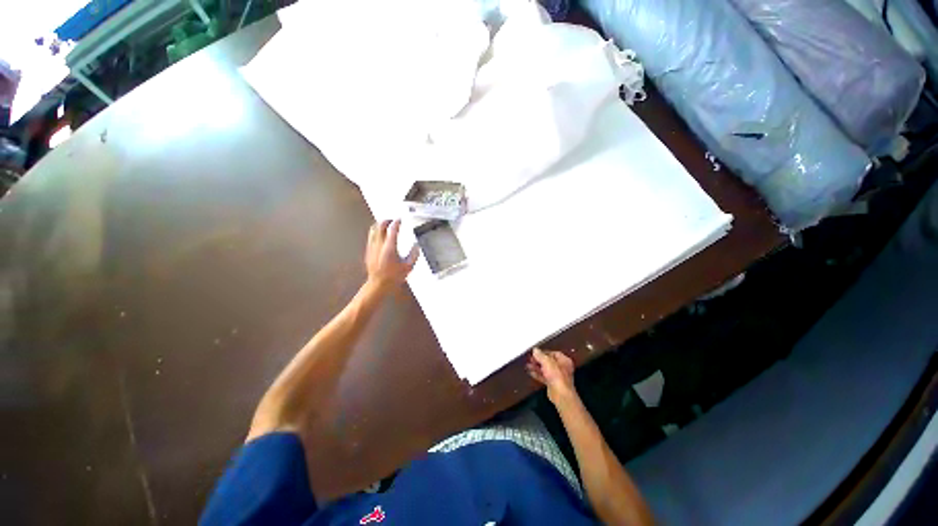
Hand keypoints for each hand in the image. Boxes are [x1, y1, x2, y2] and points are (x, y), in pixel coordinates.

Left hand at [365, 219, 418, 290]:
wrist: (378, 284)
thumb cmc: (393, 276)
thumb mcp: (408, 267)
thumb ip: (414, 254)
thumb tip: (416, 246)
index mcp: (390, 247)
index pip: (392, 229)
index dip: (396, 222)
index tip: (400, 220)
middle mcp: (379, 245)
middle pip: (380, 226)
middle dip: (387, 221)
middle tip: (392, 221)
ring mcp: (372, 247)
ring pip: (373, 230)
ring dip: (380, 225)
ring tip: (386, 226)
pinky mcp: (368, 251)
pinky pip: (371, 237)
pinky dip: (376, 232)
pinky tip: (380, 236)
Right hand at [526, 348, 577, 403]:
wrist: (560, 394)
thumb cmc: (558, 378)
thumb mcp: (547, 362)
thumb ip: (540, 355)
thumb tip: (535, 350)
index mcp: (564, 361)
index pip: (554, 353)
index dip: (544, 352)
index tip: (536, 352)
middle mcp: (562, 368)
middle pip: (549, 361)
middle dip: (539, 360)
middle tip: (531, 358)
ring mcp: (557, 377)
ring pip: (545, 369)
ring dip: (537, 367)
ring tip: (528, 365)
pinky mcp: (552, 384)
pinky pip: (544, 377)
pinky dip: (537, 374)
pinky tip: (531, 372)